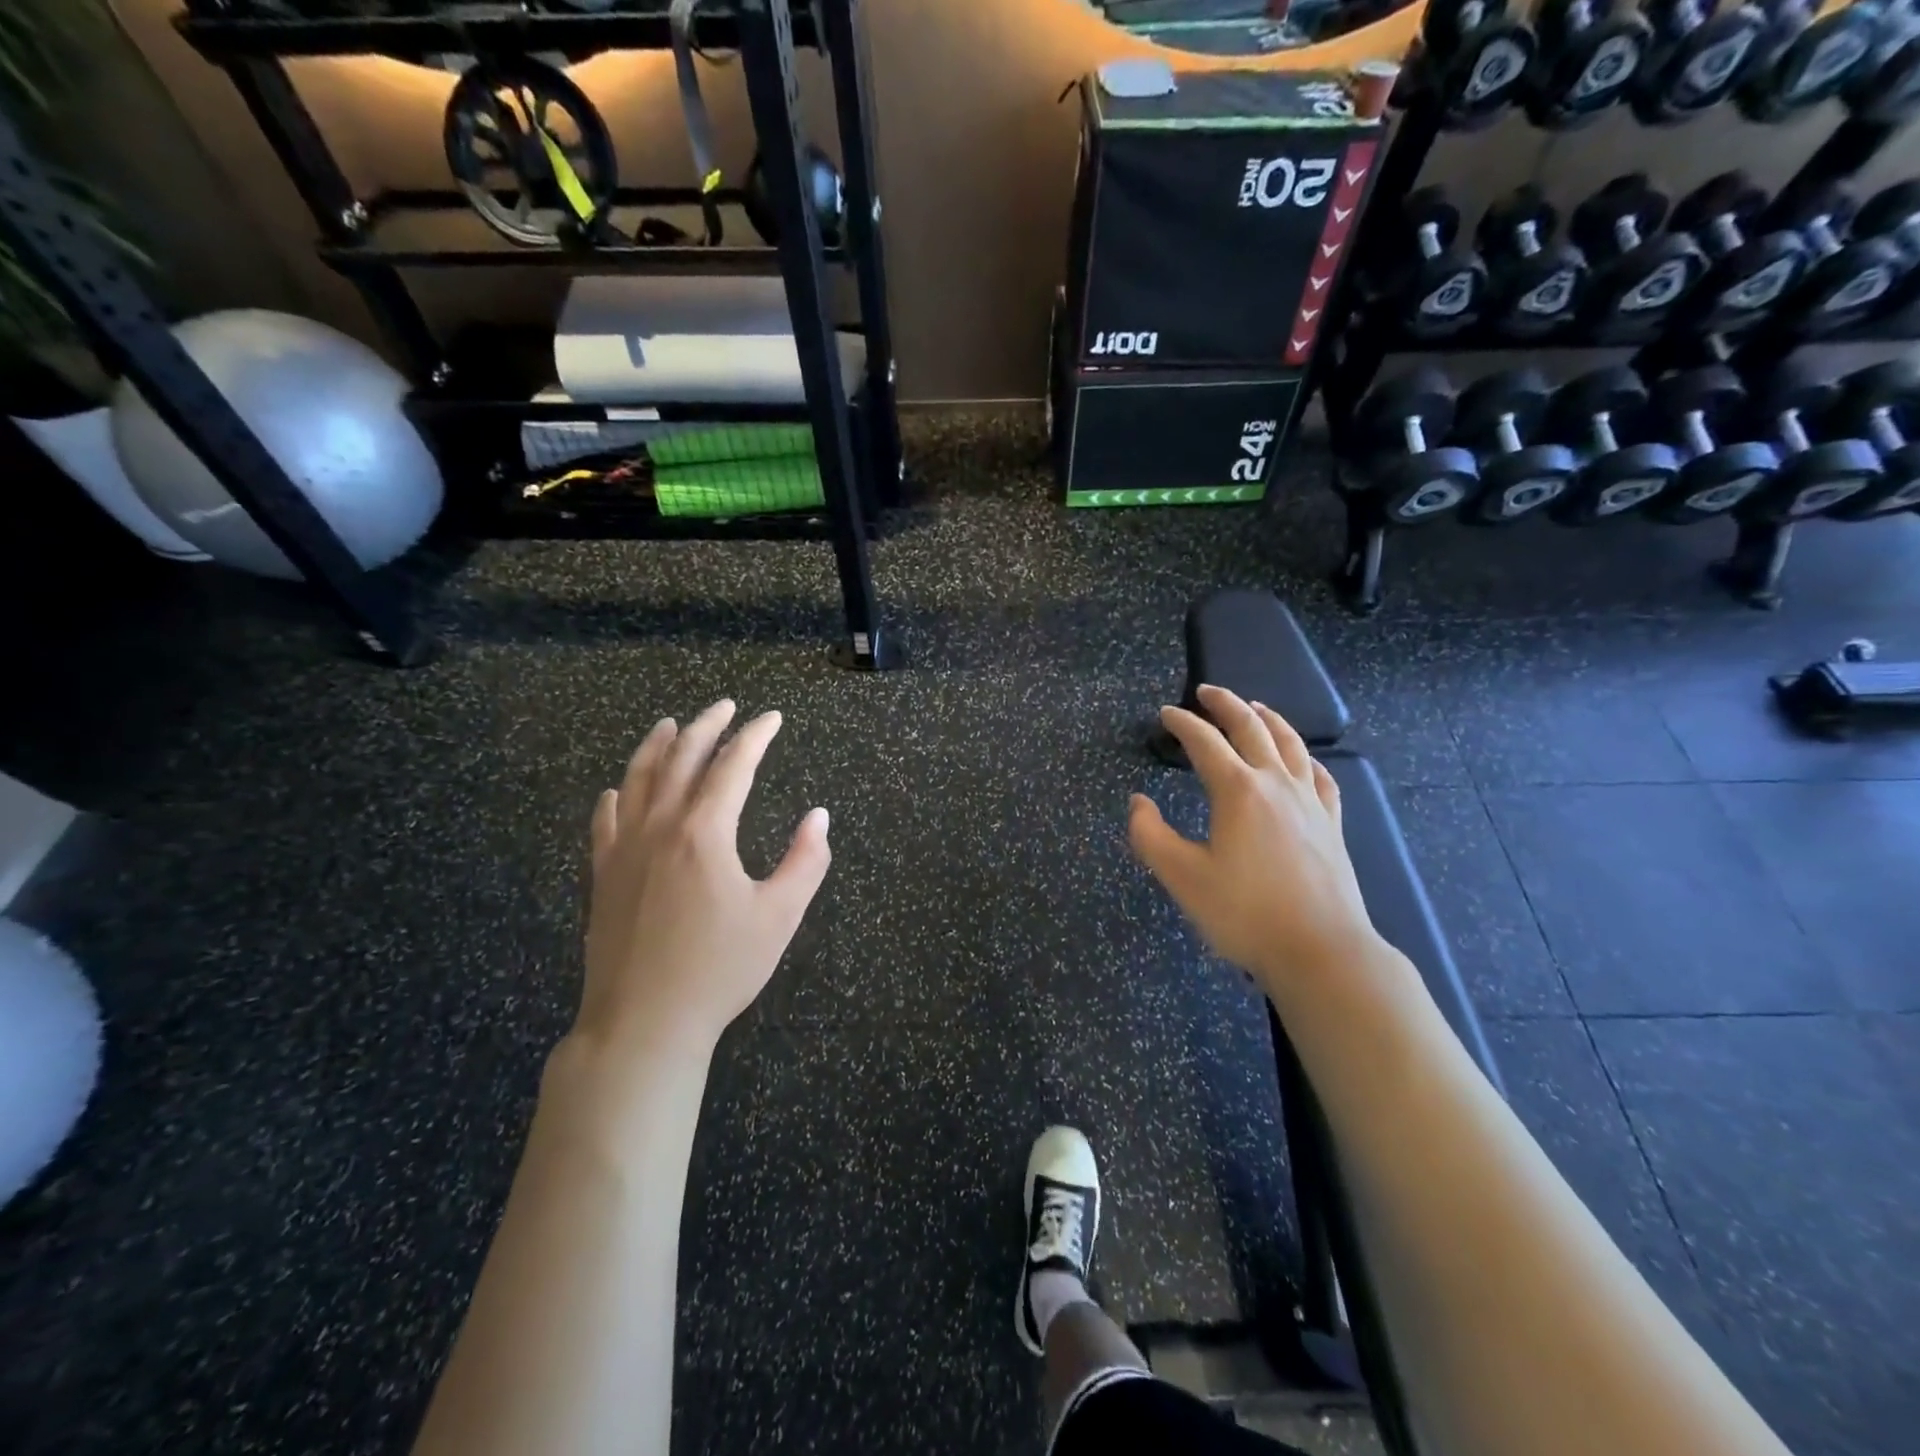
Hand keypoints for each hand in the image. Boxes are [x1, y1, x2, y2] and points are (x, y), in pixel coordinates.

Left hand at [577, 700, 830, 1058]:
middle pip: (681, 759)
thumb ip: (805, 861)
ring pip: (637, 780)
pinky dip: (616, 796)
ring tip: (671, 725)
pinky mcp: (603, 876)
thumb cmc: (720, 969)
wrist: (643, 1022)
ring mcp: (624, 849)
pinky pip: (606, 821)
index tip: (772, 718)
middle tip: (725, 705)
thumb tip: (819, 817)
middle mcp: (660, 827)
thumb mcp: (779, 916)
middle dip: (707, 726)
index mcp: (705, 832)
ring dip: (656, 746)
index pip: (733, 766)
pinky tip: (618, 790)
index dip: (755, 736)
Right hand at [1129, 685, 1380, 1002]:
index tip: (1165, 714)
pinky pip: (1320, 776)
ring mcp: (1309, 802)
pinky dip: (1305, 757)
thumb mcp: (1181, 877)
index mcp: (1237, 790)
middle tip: (1206, 692)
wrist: (1321, 950)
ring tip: (1254, 707)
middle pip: (1251, 728)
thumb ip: (1150, 835)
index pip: (1204, 742)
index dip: (1182, 723)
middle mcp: (1275, 783)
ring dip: (1268, 719)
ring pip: (1290, 744)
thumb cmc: (1244, 913)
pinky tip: (1302, 759)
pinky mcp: (1331, 823)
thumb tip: (1138, 802)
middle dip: (1226, 704)